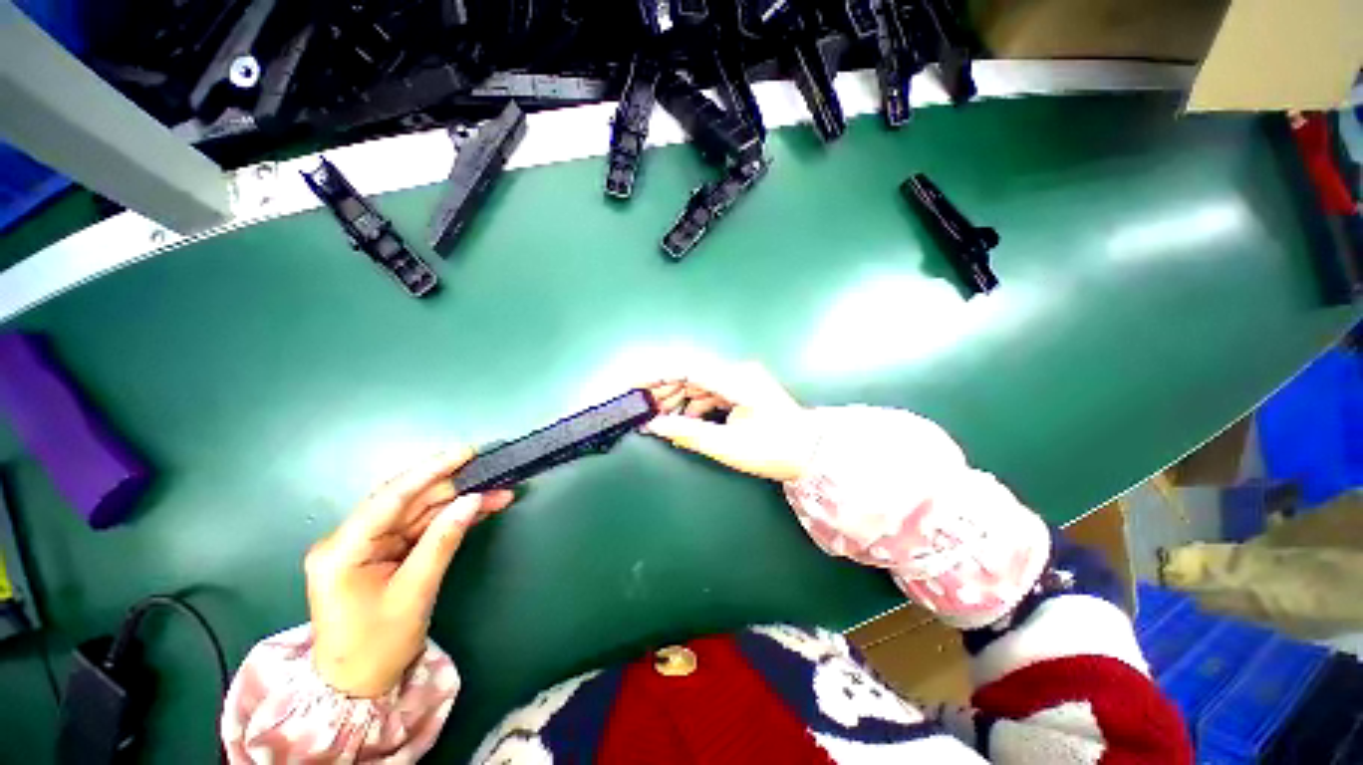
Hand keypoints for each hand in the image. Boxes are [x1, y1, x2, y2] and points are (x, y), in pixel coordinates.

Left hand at [304, 450, 513, 696]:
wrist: (357, 685)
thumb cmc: (377, 646)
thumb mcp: (414, 593)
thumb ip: (442, 541)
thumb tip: (473, 500)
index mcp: (343, 550)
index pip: (390, 498)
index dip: (430, 471)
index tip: (466, 452)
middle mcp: (350, 539)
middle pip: (408, 501)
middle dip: (454, 487)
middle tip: (494, 474)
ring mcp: (366, 545)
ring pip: (419, 512)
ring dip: (458, 502)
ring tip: (498, 492)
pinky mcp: (382, 552)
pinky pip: (420, 527)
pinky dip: (450, 519)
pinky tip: (479, 509)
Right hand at [644, 362, 817, 481]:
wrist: (811, 453)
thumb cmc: (774, 450)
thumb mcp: (728, 446)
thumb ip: (689, 433)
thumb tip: (655, 425)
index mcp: (736, 380)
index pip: (688, 368)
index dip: (657, 375)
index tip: (634, 384)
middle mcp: (737, 372)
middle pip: (690, 374)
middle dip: (663, 390)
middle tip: (641, 409)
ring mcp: (739, 380)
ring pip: (698, 383)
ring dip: (677, 399)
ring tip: (656, 418)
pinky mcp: (741, 390)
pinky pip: (709, 392)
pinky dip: (692, 405)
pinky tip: (681, 420)